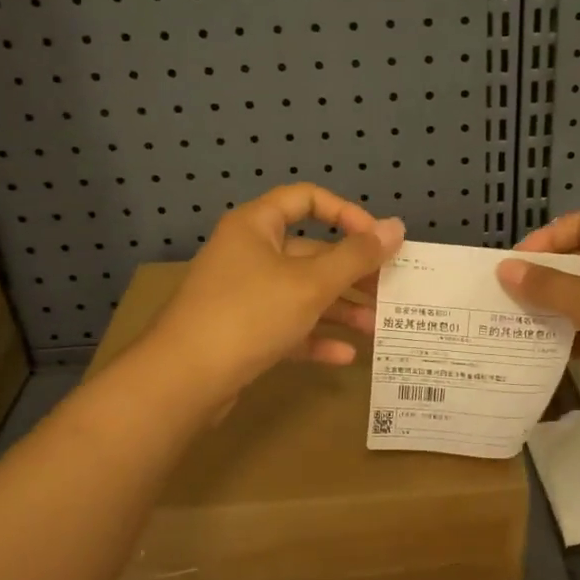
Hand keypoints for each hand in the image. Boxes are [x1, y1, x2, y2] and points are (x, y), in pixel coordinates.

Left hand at [142, 185, 403, 408]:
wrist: (183, 380)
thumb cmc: (249, 314)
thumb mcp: (311, 283)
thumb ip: (357, 256)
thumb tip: (397, 226)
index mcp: (256, 226)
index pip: (306, 199)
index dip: (346, 214)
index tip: (378, 240)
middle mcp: (248, 254)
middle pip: (309, 252)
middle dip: (351, 273)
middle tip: (388, 291)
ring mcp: (243, 295)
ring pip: (301, 293)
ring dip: (339, 309)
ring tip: (375, 328)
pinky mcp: (241, 333)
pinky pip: (287, 327)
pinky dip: (315, 337)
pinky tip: (345, 355)